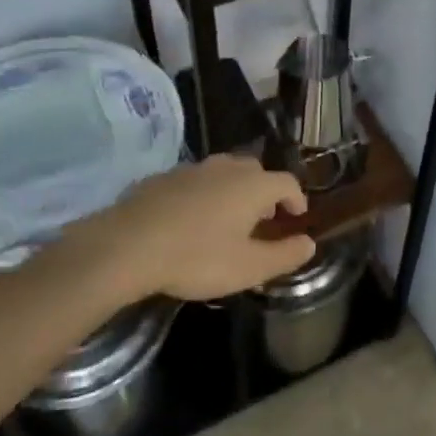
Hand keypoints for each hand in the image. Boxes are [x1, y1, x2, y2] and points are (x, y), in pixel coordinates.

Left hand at [78, 155, 314, 302]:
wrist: (126, 246)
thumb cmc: (196, 257)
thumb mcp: (248, 267)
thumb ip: (284, 255)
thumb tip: (310, 243)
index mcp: (253, 185)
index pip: (287, 183)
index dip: (297, 199)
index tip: (297, 217)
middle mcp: (227, 167)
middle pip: (256, 172)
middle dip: (265, 192)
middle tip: (263, 219)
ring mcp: (193, 168)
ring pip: (224, 173)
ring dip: (233, 191)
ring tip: (228, 218)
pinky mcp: (163, 177)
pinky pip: (195, 181)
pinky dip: (204, 195)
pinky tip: (191, 219)